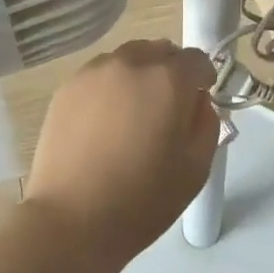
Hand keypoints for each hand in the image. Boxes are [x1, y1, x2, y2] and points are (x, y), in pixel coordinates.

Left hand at [24, 40, 219, 268]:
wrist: (71, 221)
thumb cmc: (142, 199)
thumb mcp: (196, 167)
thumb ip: (207, 122)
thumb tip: (197, 101)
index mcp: (168, 79)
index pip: (197, 59)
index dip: (203, 80)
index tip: (198, 104)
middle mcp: (131, 62)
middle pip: (161, 51)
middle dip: (171, 73)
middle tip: (166, 112)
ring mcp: (94, 71)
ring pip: (128, 59)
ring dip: (139, 77)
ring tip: (131, 118)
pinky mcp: (67, 86)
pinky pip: (100, 75)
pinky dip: (110, 88)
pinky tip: (104, 125)